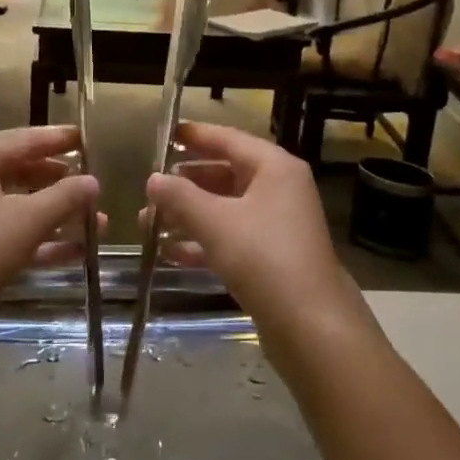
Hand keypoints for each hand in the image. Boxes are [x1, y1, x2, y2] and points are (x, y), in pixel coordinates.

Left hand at [0, 125, 98, 342]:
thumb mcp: (27, 220)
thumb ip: (65, 197)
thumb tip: (93, 182)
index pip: (24, 139)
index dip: (59, 139)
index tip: (89, 138)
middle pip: (22, 170)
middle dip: (61, 182)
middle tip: (95, 184)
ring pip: (19, 204)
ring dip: (56, 215)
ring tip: (98, 223)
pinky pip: (10, 232)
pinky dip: (39, 239)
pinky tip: (77, 253)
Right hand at [145, 122, 366, 334]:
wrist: (311, 325)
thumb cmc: (263, 258)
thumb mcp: (215, 222)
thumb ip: (180, 197)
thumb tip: (152, 179)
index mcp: (274, 168)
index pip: (229, 139)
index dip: (195, 136)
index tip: (165, 134)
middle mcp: (279, 189)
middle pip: (226, 174)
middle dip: (186, 182)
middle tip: (150, 188)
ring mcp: (277, 224)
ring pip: (225, 208)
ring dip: (189, 214)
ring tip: (148, 223)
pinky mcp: (271, 257)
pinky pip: (231, 237)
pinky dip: (203, 241)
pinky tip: (169, 253)